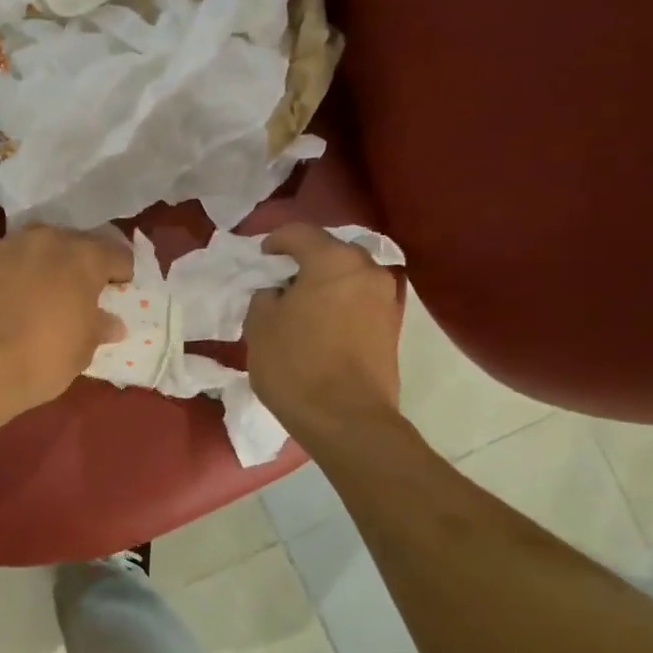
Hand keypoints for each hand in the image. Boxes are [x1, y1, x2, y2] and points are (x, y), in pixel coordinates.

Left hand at [0, 225, 132, 421]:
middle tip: (75, 292)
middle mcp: (47, 240)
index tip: (117, 290)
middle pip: (73, 243)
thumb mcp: (82, 351)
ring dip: (42, 262)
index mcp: (84, 258)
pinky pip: (1, 258)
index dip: (121, 272)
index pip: (117, 254)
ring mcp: (7, 244)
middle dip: (79, 263)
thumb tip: (111, 323)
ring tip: (37, 290)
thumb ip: (99, 328)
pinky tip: (1, 297)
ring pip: (34, 245)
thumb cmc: (41, 360)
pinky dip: (7, 271)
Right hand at [245, 223, 405, 443]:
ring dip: (325, 284)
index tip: (262, 256)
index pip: (300, 233)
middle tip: (282, 280)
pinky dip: (340, 305)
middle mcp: (367, 270)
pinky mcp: (392, 328)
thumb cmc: (296, 365)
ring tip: (302, 305)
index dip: (275, 241)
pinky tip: (321, 325)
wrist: (347, 419)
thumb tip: (279, 294)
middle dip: (305, 261)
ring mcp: (386, 299)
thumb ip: (266, 298)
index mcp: (332, 260)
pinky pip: (359, 302)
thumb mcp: (260, 327)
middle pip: (331, 252)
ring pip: (349, 277)